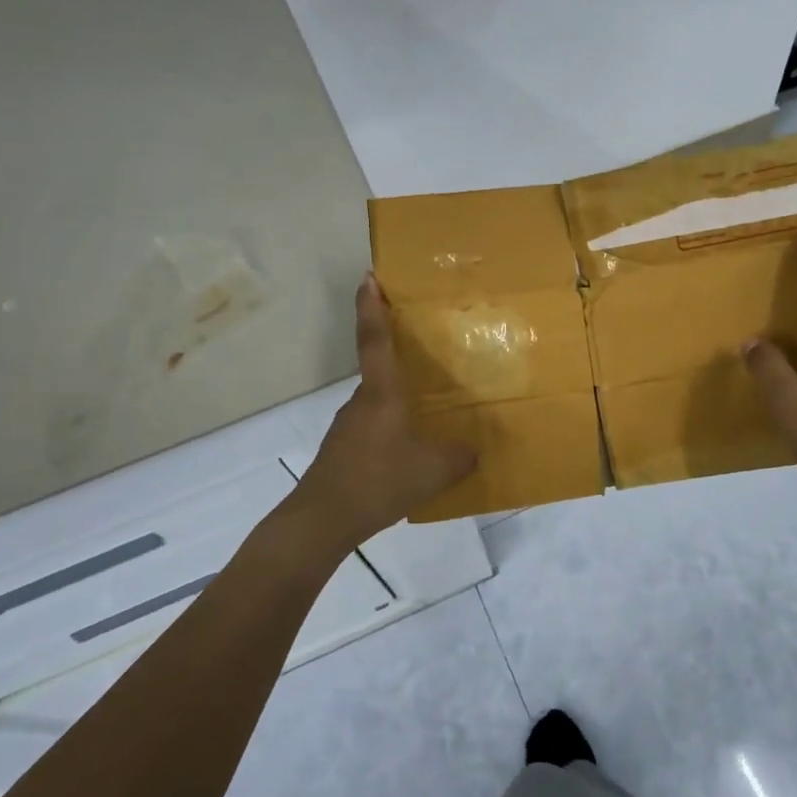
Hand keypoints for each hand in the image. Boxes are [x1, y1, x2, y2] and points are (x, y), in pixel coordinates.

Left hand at [295, 275, 476, 545]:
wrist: (324, 519)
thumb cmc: (380, 480)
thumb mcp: (435, 470)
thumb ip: (460, 456)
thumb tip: (472, 450)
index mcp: (382, 393)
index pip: (375, 339)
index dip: (372, 306)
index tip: (369, 277)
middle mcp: (362, 401)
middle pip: (381, 369)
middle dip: (401, 356)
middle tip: (431, 351)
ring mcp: (349, 425)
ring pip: (380, 402)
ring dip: (400, 400)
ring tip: (431, 411)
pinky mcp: (344, 449)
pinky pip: (375, 427)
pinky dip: (393, 428)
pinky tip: (411, 452)